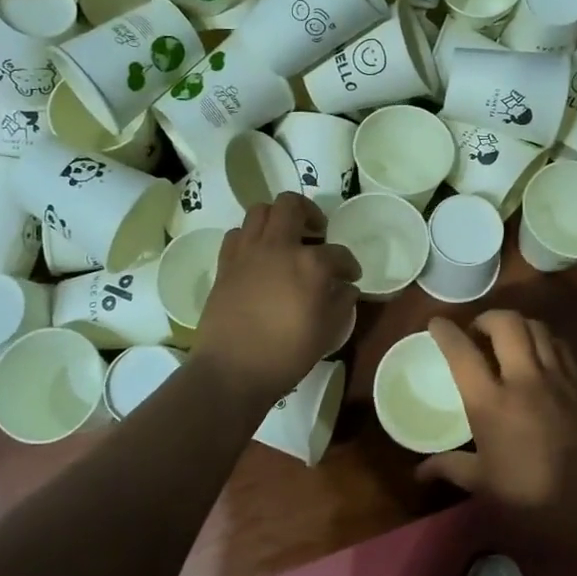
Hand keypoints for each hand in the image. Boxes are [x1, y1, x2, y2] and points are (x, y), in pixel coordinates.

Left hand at [194, 193, 359, 408]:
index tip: (351, 276)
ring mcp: (247, 252)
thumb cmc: (287, 353)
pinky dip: (251, 237)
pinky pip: (237, 234)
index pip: (338, 253)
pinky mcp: (225, 264)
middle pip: (291, 205)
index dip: (349, 265)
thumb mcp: (328, 331)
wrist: (233, 370)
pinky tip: (259, 256)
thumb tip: (345, 287)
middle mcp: (278, 247)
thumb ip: (342, 302)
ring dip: (277, 218)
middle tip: (317, 231)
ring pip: (260, 211)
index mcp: (310, 263)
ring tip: (286, 238)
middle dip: (309, 212)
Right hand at [417, 312, 576, 544]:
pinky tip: (539, 357)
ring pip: (537, 328)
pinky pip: (561, 347)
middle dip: (487, 318)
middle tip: (477, 333)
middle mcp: (525, 380)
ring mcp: (558, 380)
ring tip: (507, 340)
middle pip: (506, 323)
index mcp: (492, 404)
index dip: (445, 332)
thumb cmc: (534, 502)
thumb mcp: (486, 487)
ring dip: (517, 325)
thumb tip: (420, 472)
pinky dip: (545, 341)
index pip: (463, 353)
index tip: (436, 323)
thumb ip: (451, 468)